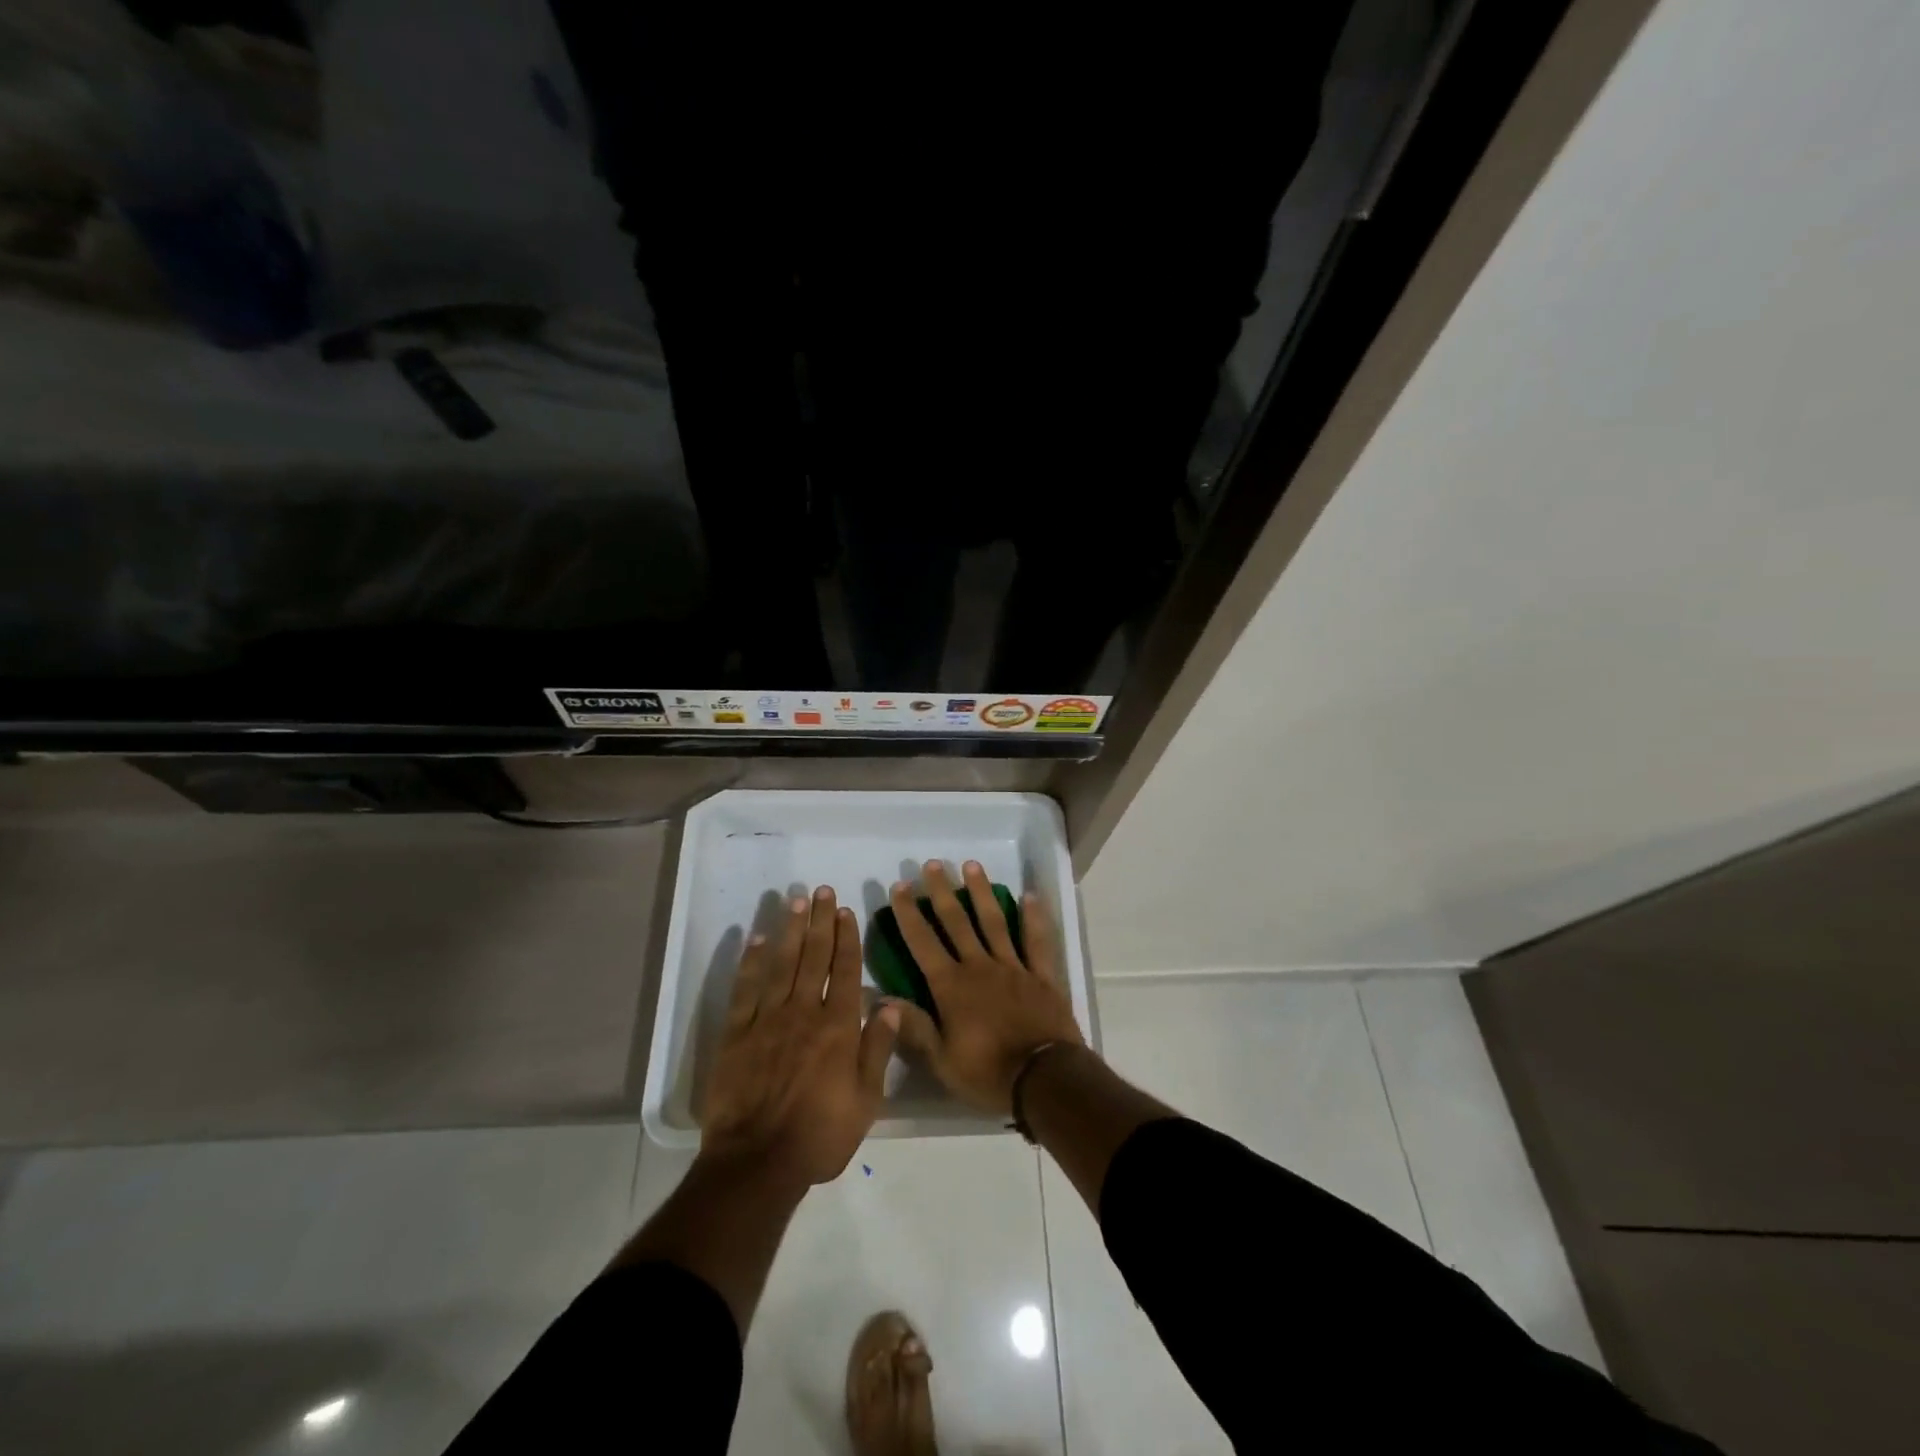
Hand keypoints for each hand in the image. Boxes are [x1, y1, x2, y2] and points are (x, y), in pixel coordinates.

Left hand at [701, 886, 900, 1187]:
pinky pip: (746, 990)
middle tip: (822, 891)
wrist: (757, 1163)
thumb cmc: (820, 1136)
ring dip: (790, 931)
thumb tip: (890, 1006)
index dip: (847, 938)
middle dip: (820, 922)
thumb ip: (878, 1050)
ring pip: (782, 965)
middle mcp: (805, 1013)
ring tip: (796, 902)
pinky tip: (757, 940)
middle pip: (814, 957)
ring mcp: (768, 1020)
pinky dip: (751, 963)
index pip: (846, 971)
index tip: (846, 911)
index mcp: (839, 1028)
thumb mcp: (866, 1101)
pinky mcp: (737, 1034)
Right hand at [888, 860, 1083, 1115]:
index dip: (909, 914)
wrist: (1043, 1080)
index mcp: (951, 986)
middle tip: (932, 864)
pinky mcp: (1041, 976)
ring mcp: (1013, 967)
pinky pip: (1037, 941)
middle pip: (957, 922)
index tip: (899, 887)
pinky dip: (1034, 918)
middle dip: (941, 891)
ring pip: (994, 922)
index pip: (923, 942)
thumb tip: (879, 1000)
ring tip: (971, 865)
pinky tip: (1030, 896)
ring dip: (981, 892)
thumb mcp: (941, 1059)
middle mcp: (979, 966)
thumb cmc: (987, 1073)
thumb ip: (913, 1026)